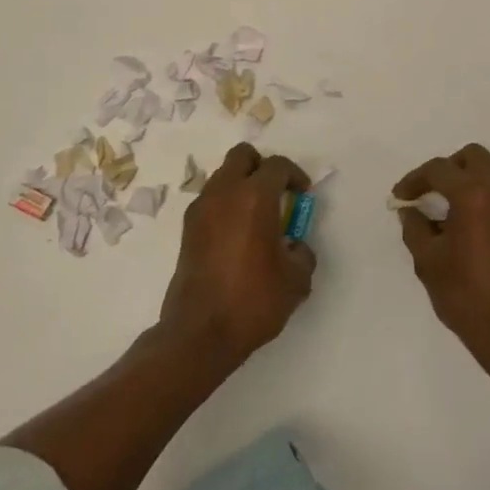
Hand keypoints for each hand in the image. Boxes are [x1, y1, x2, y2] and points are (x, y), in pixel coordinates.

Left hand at [160, 143, 316, 366]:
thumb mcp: (295, 281)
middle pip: (242, 156)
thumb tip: (294, 246)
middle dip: (261, 166)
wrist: (200, 333)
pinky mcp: (187, 229)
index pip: (277, 166)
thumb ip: (302, 253)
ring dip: (241, 184)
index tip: (303, 193)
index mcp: (255, 197)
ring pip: (223, 175)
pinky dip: (225, 204)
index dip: (295, 175)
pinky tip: (236, 234)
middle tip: (276, 192)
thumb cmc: (253, 301)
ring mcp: (201, 208)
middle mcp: (224, 192)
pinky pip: (210, 199)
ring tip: (256, 216)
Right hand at [395, 143, 489, 371]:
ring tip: (450, 215)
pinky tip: (474, 229)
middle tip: (430, 194)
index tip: (401, 197)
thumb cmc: (468, 297)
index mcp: (474, 194)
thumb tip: (411, 210)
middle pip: (472, 157)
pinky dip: (488, 199)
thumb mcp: (428, 262)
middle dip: (447, 170)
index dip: (415, 180)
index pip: (439, 169)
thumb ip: (414, 227)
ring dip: (469, 183)